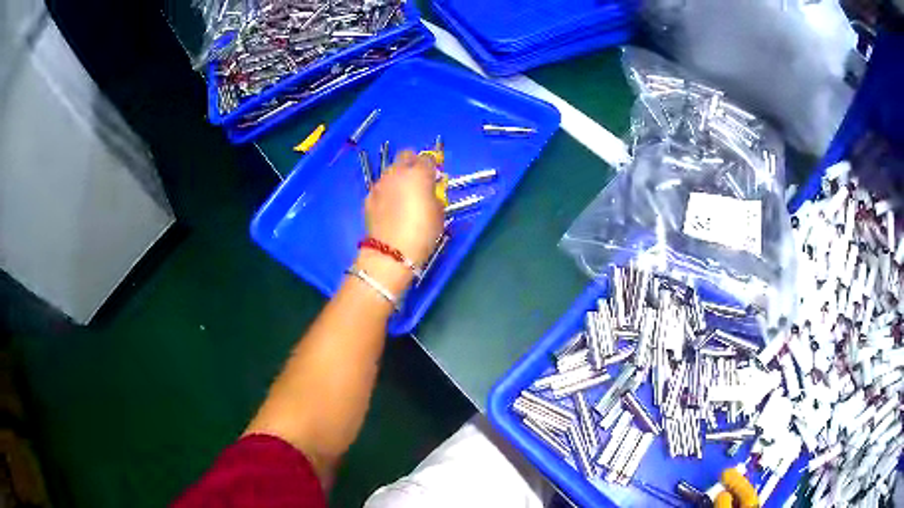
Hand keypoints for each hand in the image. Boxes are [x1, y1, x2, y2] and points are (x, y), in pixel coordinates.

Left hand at [362, 150, 443, 276]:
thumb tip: (430, 192)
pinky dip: (386, 192)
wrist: (391, 252)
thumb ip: (435, 195)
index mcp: (419, 174)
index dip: (432, 167)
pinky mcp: (369, 197)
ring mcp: (380, 183)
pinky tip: (389, 208)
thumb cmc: (422, 232)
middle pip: (405, 155)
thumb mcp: (439, 214)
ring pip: (390, 171)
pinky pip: (380, 187)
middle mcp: (397, 173)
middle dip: (412, 163)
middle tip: (417, 180)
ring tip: (402, 196)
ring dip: (398, 177)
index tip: (434, 179)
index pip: (428, 159)